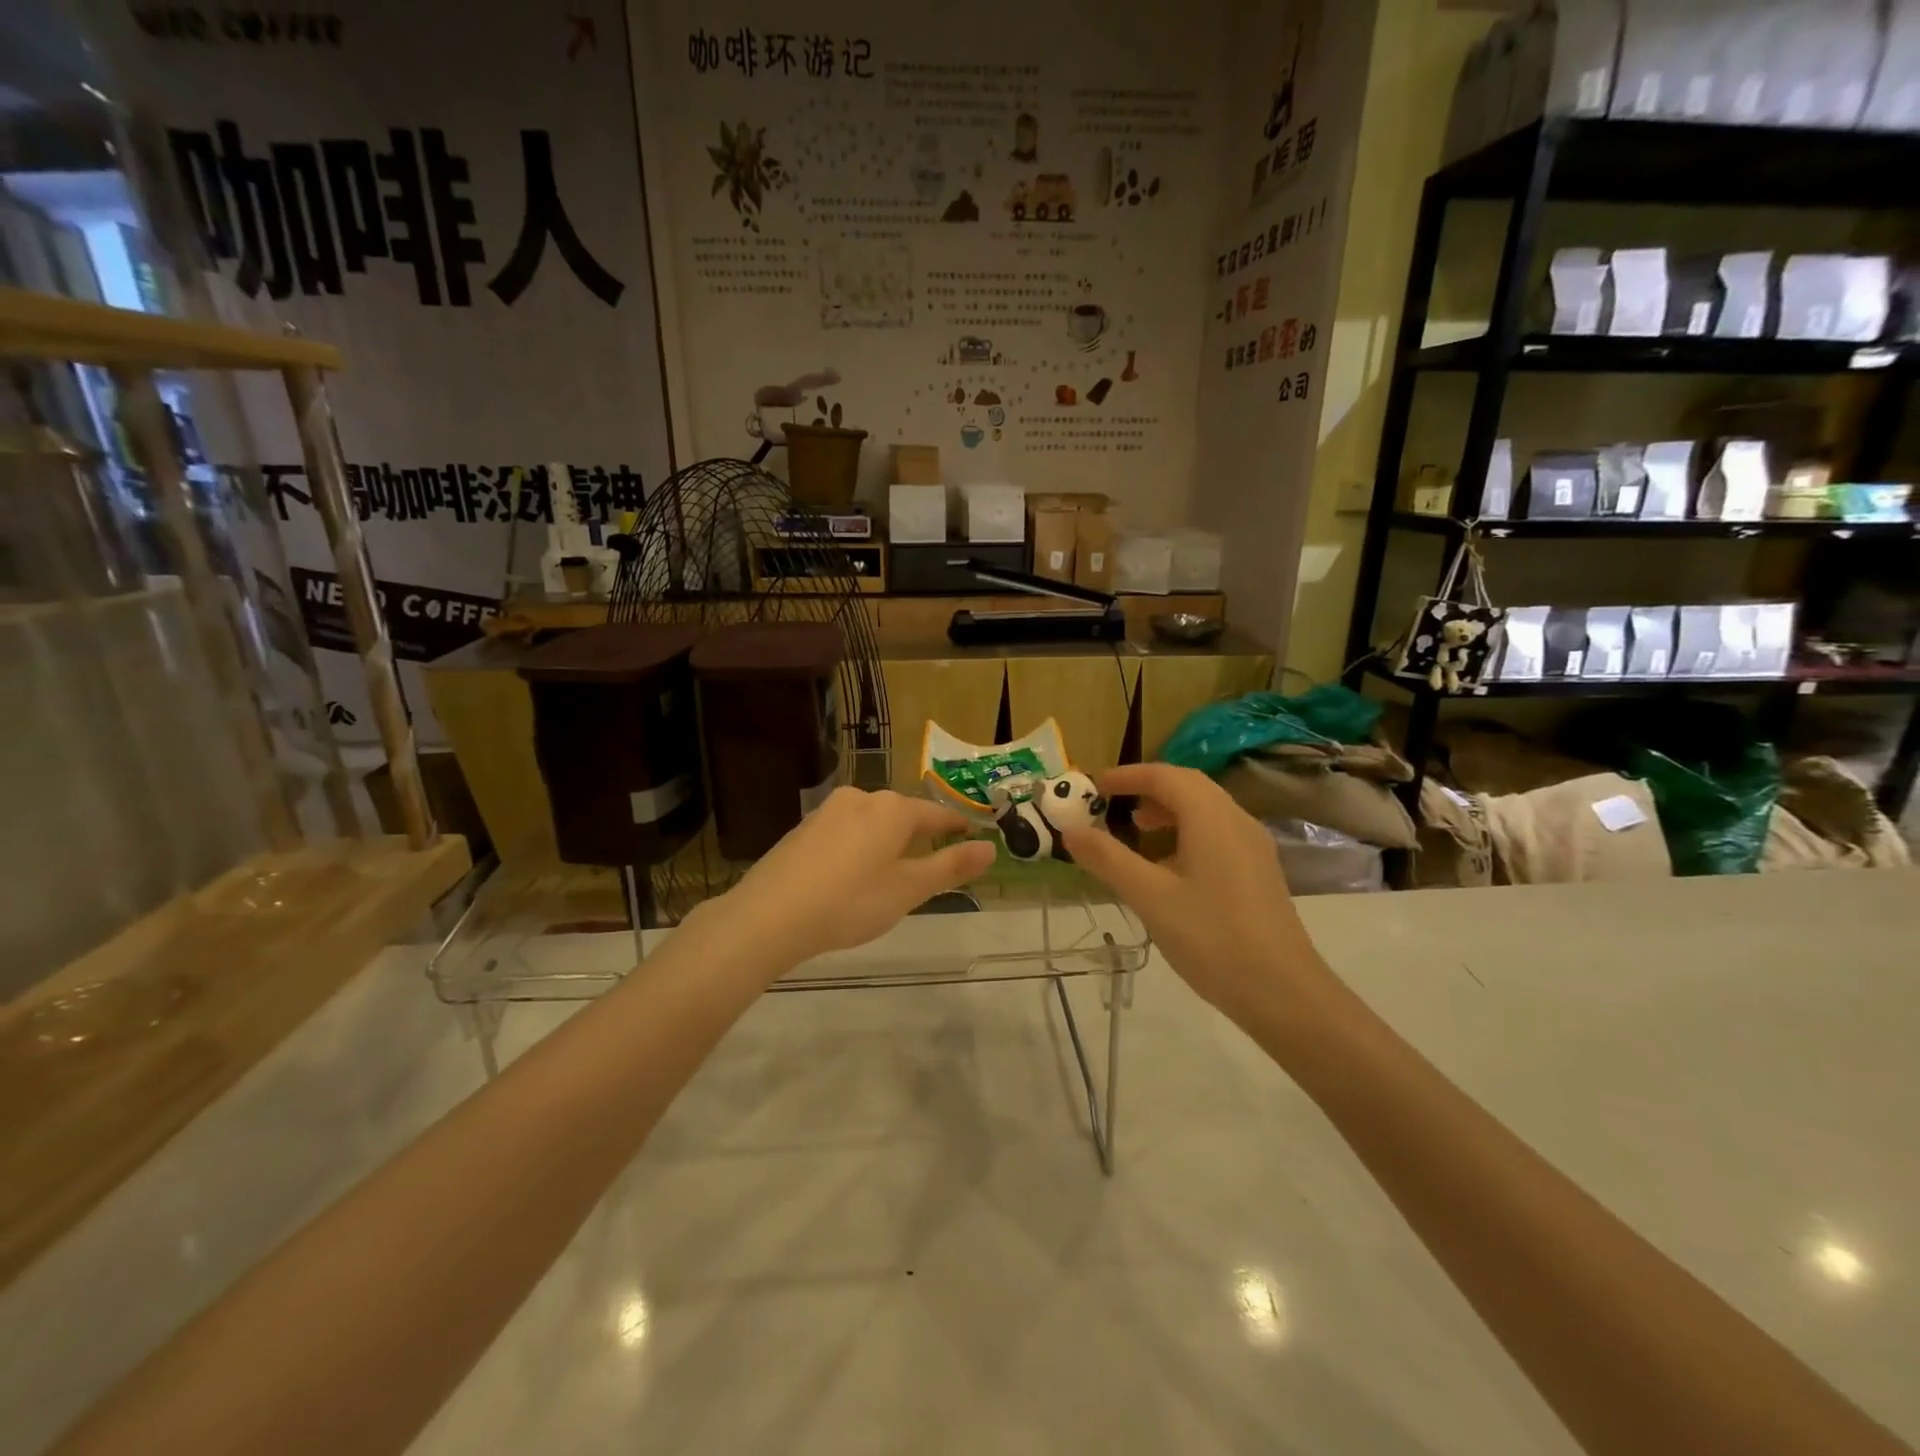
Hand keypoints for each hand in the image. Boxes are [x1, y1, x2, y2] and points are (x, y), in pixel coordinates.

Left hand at [713, 787, 996, 967]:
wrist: (769, 915)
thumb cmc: (850, 902)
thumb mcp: (908, 890)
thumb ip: (950, 867)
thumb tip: (990, 848)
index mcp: (892, 809)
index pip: (935, 814)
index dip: (956, 826)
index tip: (972, 834)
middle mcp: (860, 798)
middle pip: (901, 815)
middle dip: (919, 835)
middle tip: (933, 860)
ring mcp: (827, 812)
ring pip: (870, 822)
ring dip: (886, 841)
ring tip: (893, 870)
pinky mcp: (803, 829)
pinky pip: (844, 832)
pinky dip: (858, 847)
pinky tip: (852, 875)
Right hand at [1061, 764, 1328, 1020]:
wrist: (1282, 992)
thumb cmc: (1211, 937)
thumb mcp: (1149, 897)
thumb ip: (1108, 859)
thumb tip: (1071, 830)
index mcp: (1211, 817)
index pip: (1165, 776)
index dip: (1127, 776)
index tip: (1094, 786)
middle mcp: (1236, 820)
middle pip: (1188, 786)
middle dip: (1147, 788)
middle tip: (1113, 804)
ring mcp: (1253, 846)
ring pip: (1206, 810)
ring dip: (1168, 810)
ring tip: (1138, 831)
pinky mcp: (1259, 871)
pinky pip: (1217, 833)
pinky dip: (1187, 832)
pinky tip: (1170, 868)